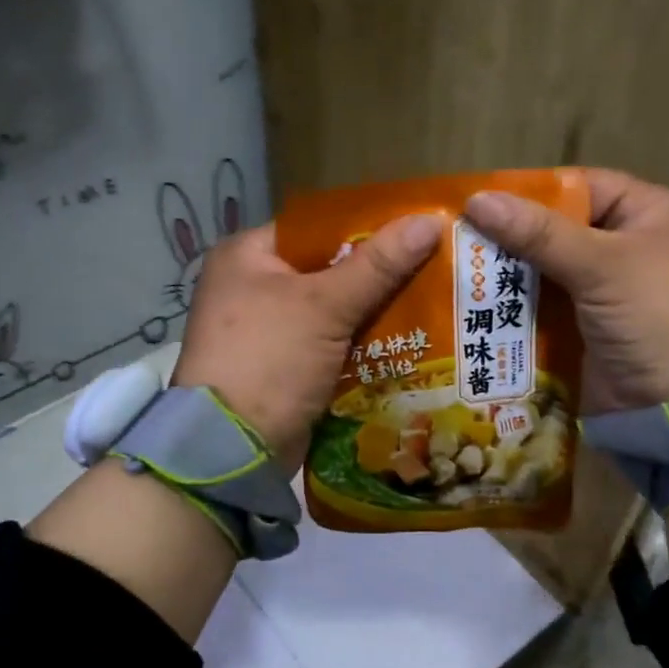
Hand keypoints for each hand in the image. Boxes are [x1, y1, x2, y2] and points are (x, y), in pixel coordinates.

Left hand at [173, 213, 443, 463]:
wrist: (233, 448)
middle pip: (328, 270)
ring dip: (374, 313)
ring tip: (432, 301)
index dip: (368, 228)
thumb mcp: (325, 305)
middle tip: (435, 267)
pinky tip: (407, 341)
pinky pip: (330, 344)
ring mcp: (266, 331)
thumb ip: (378, 265)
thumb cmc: (270, 359)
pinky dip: (361, 345)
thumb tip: (431, 219)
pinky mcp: (282, 367)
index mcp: (247, 256)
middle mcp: (252, 287)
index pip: (317, 228)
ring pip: (333, 310)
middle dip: (378, 275)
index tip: (417, 230)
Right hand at [463, 169, 668, 414]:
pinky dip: (514, 306)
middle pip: (558, 230)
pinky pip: (543, 307)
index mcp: (650, 214)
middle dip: (511, 236)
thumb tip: (476, 199)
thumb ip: (539, 233)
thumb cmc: (655, 316)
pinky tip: (473, 303)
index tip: (480, 200)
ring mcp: (606, 292)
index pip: (582, 188)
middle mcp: (629, 247)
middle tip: (455, 237)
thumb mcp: (602, 265)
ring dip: (506, 274)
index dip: (533, 192)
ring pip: (545, 271)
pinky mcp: (586, 329)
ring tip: (454, 269)